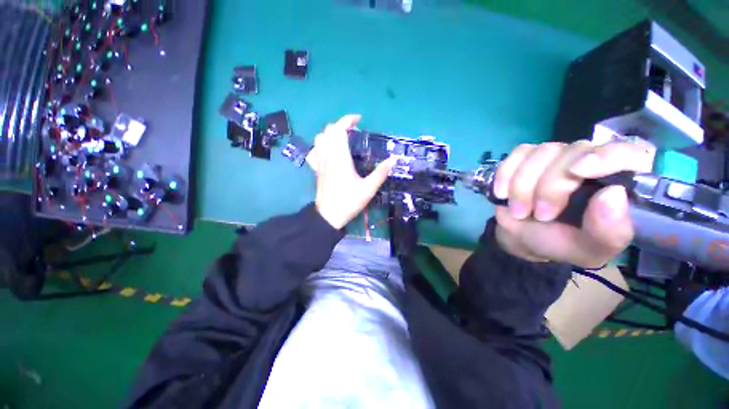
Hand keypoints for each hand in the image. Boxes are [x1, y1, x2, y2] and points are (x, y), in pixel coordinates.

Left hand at [307, 115, 396, 228]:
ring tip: (342, 139)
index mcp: (339, 157)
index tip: (359, 120)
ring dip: (330, 134)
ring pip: (319, 139)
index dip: (347, 120)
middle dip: (341, 126)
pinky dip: (321, 146)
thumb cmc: (348, 202)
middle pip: (328, 131)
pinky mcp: (317, 170)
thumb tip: (394, 159)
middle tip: (354, 131)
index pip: (338, 130)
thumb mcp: (368, 189)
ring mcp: (320, 163)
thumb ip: (381, 173)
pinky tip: (328, 151)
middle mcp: (327, 156)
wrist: (329, 217)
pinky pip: (314, 152)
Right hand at [492, 141, 651, 267]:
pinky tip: (502, 193)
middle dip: (551, 186)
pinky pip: (517, 154)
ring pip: (542, 152)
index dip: (608, 156)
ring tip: (520, 211)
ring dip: (523, 185)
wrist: (523, 236)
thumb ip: (608, 231)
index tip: (579, 171)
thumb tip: (613, 194)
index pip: (630, 153)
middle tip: (541, 215)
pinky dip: (506, 174)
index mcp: (616, 182)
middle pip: (575, 151)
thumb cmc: (561, 242)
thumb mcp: (589, 249)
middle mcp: (589, 160)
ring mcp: (555, 156)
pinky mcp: (526, 157)